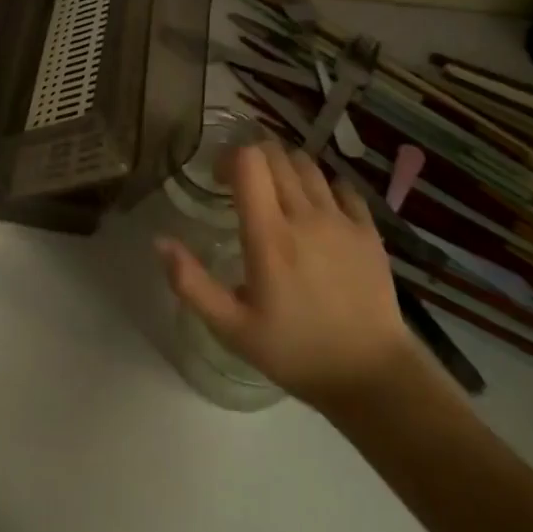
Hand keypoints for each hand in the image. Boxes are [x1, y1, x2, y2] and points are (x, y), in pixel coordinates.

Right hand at [156, 139, 412, 405]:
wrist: (373, 378)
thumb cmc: (296, 352)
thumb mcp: (232, 328)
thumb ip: (191, 283)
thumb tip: (159, 241)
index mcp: (269, 235)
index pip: (248, 161)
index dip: (229, 158)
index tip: (219, 181)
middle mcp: (305, 215)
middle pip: (276, 153)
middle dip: (254, 158)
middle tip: (244, 186)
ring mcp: (341, 220)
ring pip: (308, 164)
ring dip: (286, 168)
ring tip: (279, 194)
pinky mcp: (368, 230)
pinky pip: (343, 187)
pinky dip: (325, 186)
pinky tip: (318, 209)